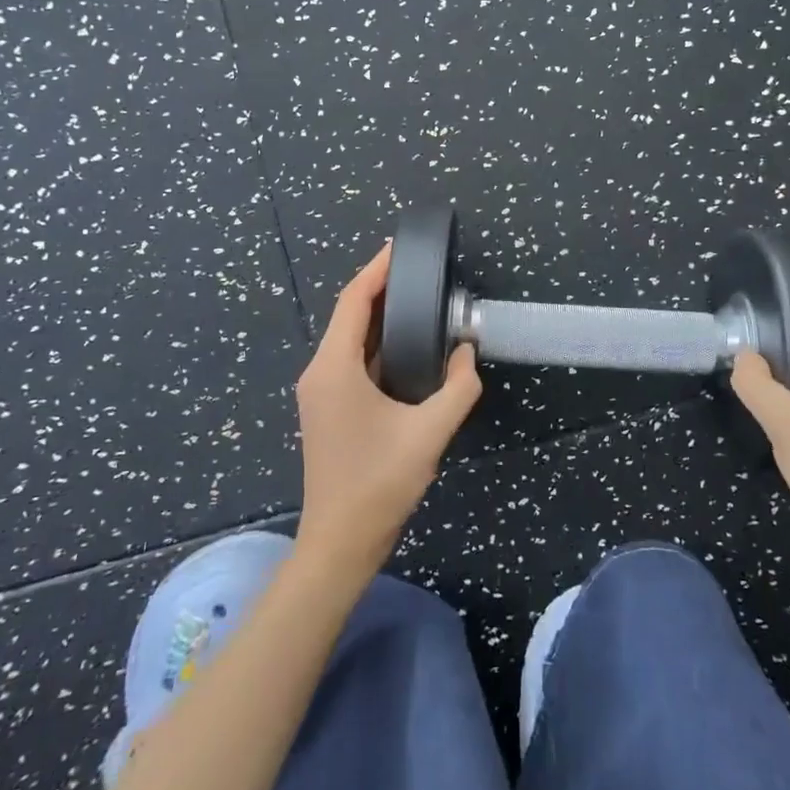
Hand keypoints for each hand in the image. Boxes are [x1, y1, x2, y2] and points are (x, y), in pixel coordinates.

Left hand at [293, 242, 481, 580]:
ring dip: (379, 316)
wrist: (340, 542)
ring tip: (418, 297)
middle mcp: (320, 371)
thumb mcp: (429, 432)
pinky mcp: (329, 408)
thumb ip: (458, 388)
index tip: (400, 247)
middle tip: (419, 269)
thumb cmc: (379, 483)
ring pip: (350, 339)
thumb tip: (469, 353)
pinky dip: (377, 343)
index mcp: (334, 368)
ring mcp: (321, 391)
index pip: (353, 301)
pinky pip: (351, 360)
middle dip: (380, 288)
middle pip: (349, 315)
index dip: (376, 270)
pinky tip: (407, 343)